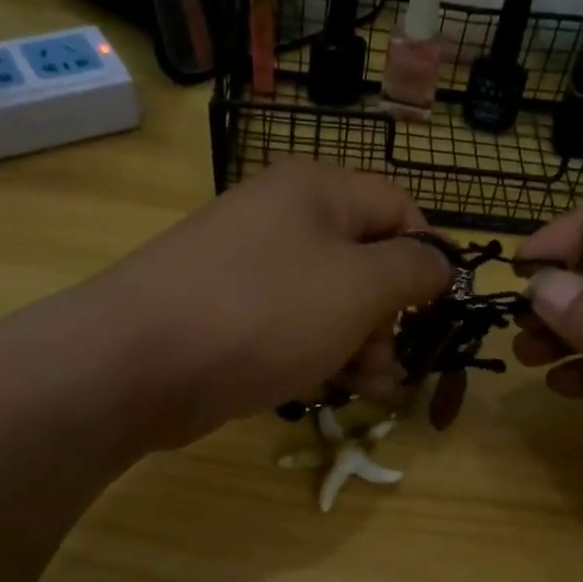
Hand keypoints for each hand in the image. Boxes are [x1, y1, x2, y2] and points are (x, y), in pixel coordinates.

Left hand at [86, 161, 451, 450]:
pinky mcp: (231, 315)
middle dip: (390, 317)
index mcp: (317, 191)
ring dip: (361, 346)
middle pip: (364, 261)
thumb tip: (442, 262)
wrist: (140, 362)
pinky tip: (335, 390)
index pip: (399, 210)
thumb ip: (413, 270)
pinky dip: (320, 355)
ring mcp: (251, 269)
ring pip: (330, 303)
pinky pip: (293, 328)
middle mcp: (283, 220)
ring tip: (372, 389)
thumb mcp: (359, 287)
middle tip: (393, 364)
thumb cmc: (265, 313)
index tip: (437, 313)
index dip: (427, 260)